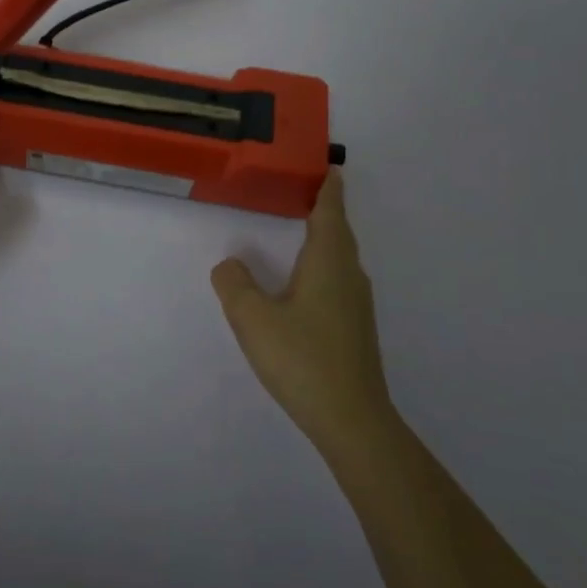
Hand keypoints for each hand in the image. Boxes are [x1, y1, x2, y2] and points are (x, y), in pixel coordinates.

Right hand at [210, 171, 392, 455]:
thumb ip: (234, 285)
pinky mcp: (356, 329)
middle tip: (307, 190)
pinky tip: (306, 282)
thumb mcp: (253, 319)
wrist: (352, 420)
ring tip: (304, 228)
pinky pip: (339, 280)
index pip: (330, 213)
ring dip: (326, 238)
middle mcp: (349, 276)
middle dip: (326, 209)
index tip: (330, 167)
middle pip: (339, 233)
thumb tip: (229, 264)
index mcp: (328, 263)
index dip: (329, 189)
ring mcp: (357, 304)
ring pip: (341, 258)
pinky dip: (324, 265)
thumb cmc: (302, 359)